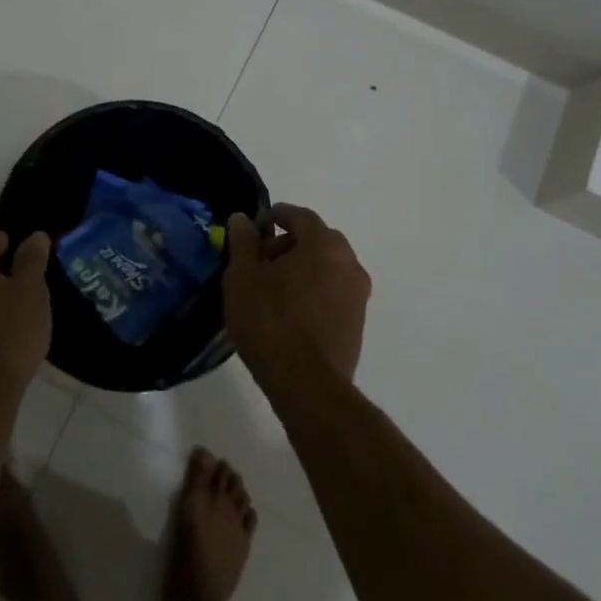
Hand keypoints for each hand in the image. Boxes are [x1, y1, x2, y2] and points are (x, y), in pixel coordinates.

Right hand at [223, 204, 369, 397]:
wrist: (308, 385)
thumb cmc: (270, 321)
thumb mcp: (242, 277)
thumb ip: (243, 243)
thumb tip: (243, 219)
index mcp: (323, 244)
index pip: (300, 216)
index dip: (276, 216)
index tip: (255, 229)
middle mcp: (349, 262)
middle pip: (317, 240)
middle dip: (288, 243)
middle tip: (260, 261)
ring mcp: (358, 294)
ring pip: (327, 266)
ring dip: (302, 268)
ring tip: (272, 289)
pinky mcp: (358, 323)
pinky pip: (333, 292)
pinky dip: (314, 290)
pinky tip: (290, 311)